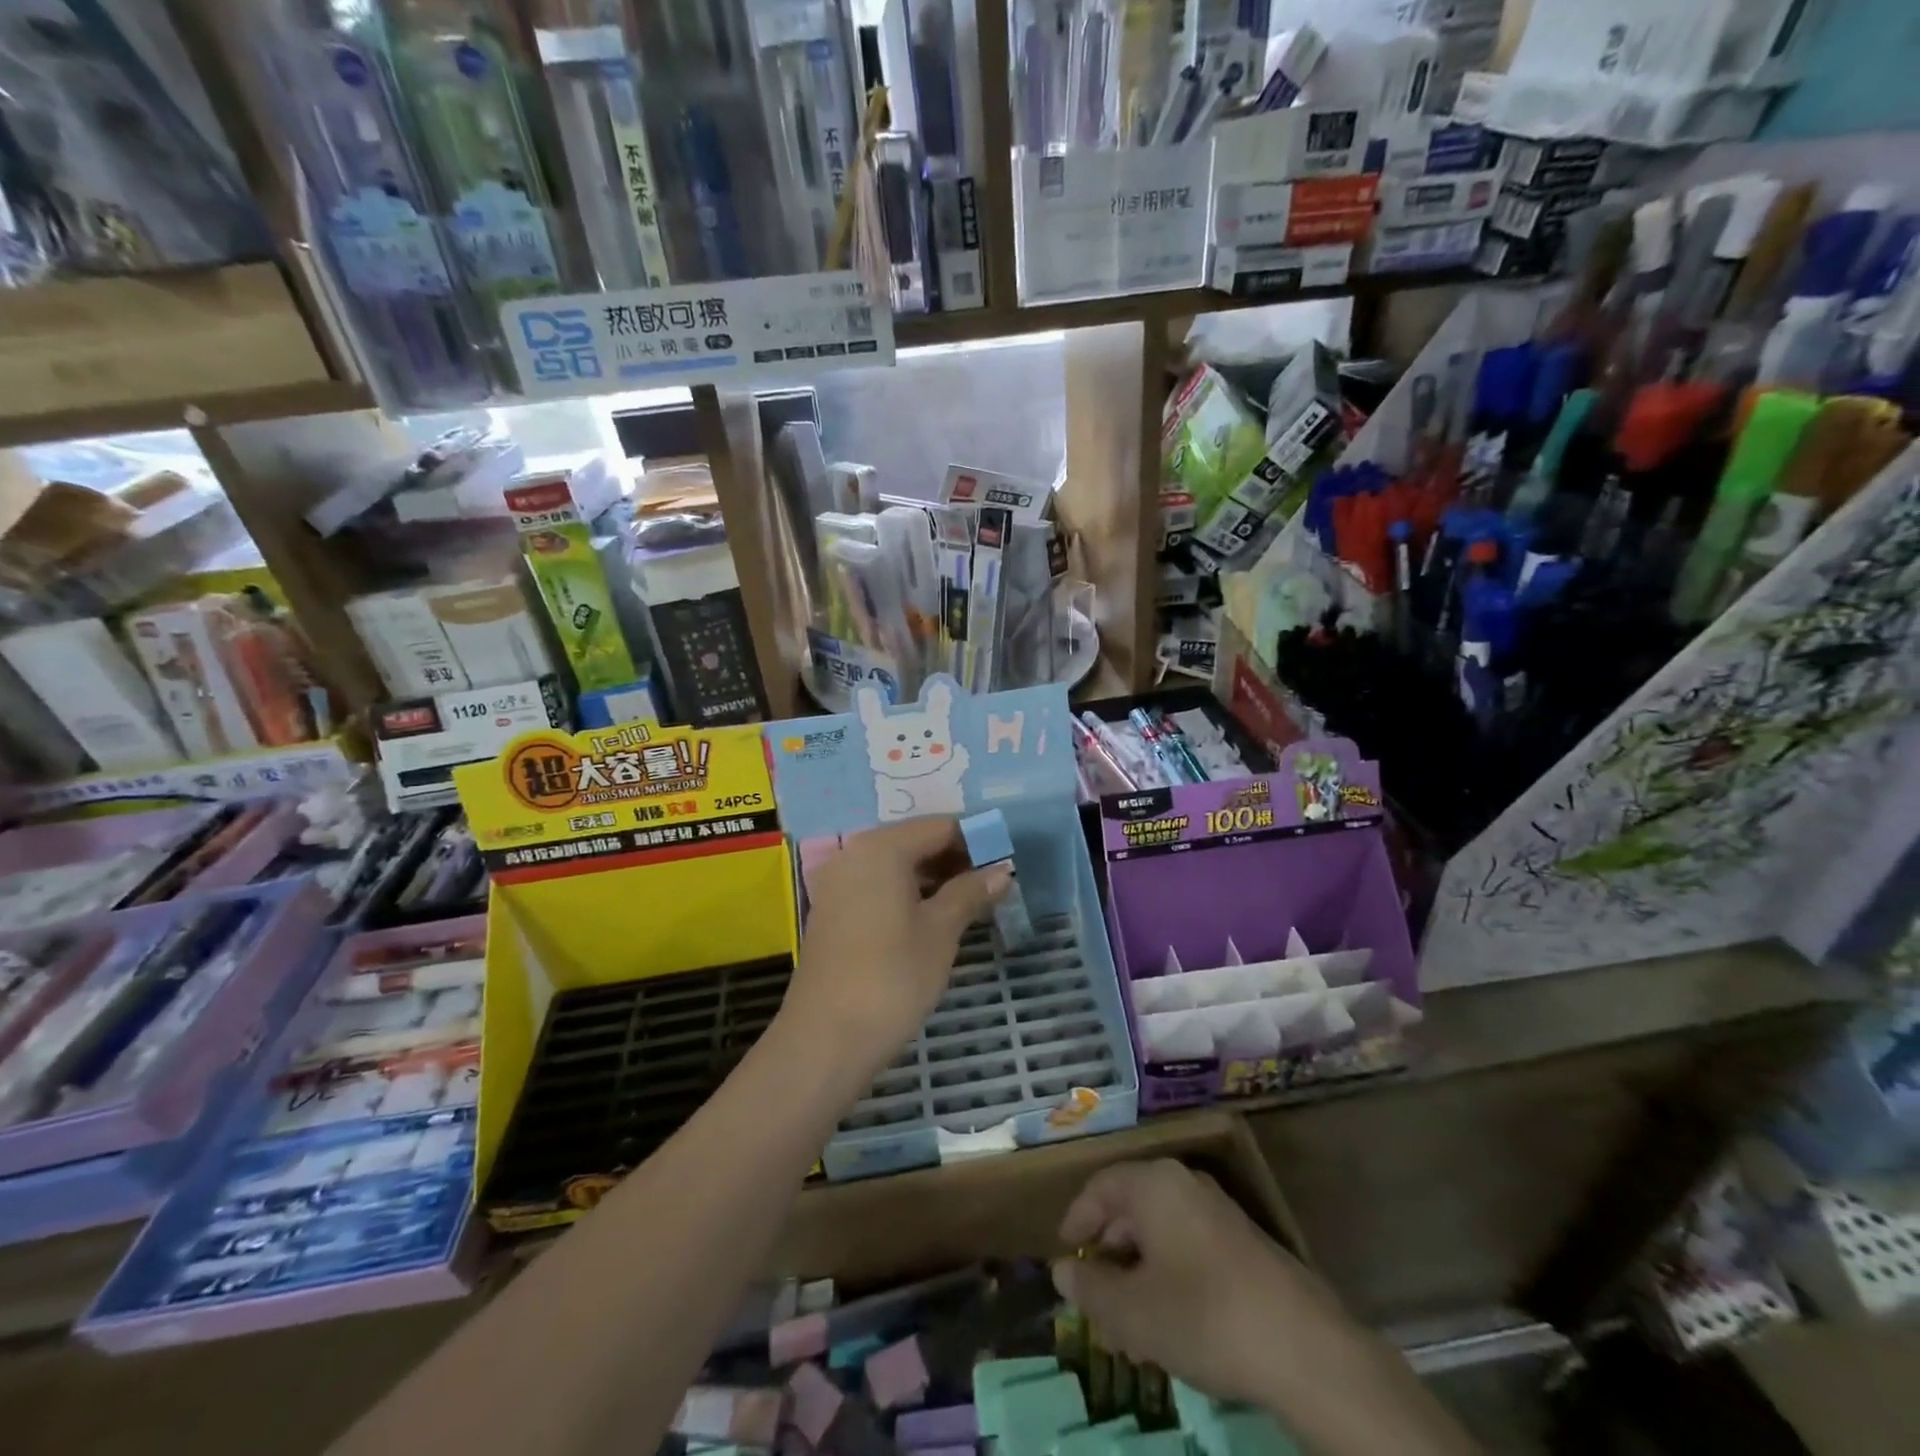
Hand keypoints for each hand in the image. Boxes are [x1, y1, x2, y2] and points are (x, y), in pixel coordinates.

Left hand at [779, 817, 1007, 1084]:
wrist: (825, 1039)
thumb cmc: (892, 978)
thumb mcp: (941, 932)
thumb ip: (970, 892)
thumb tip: (1002, 870)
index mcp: (882, 848)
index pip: (940, 826)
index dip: (976, 841)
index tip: (1006, 865)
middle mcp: (854, 853)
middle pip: (915, 841)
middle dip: (955, 859)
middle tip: (991, 887)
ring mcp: (838, 882)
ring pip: (896, 865)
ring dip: (933, 878)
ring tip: (969, 904)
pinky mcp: (832, 910)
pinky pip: (877, 885)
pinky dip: (907, 893)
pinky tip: (932, 919)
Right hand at [1051, 1163, 1477, 1455]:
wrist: (1303, 1348)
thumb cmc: (1203, 1315)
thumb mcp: (1132, 1311)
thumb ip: (1090, 1288)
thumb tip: (1063, 1270)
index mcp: (1153, 1184)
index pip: (1100, 1187)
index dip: (1076, 1220)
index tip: (1065, 1254)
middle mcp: (1184, 1183)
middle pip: (1131, 1207)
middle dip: (1108, 1251)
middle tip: (1094, 1296)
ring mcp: (1218, 1210)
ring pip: (1160, 1230)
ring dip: (1137, 1268)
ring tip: (1127, 1319)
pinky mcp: (1244, 1241)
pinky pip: (1188, 1244)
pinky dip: (1168, 1273)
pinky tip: (1170, 1320)